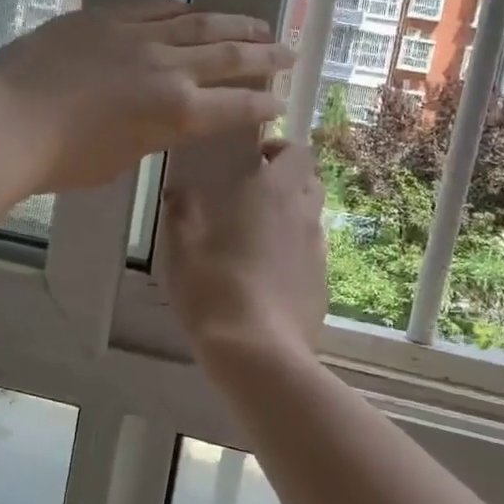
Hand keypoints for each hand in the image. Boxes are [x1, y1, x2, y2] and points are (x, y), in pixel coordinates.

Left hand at [0, 2, 293, 192]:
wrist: (7, 120)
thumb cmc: (64, 160)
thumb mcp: (122, 159)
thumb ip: (153, 135)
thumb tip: (163, 120)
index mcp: (177, 113)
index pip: (236, 106)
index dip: (262, 105)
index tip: (279, 102)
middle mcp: (169, 69)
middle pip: (230, 56)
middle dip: (266, 55)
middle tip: (289, 52)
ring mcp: (138, 36)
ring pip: (200, 23)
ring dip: (235, 24)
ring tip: (259, 24)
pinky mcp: (107, 17)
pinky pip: (156, 7)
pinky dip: (183, 11)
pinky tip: (195, 11)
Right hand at [161, 140, 327, 359]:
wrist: (258, 352)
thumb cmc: (214, 290)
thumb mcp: (181, 250)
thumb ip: (182, 212)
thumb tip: (179, 191)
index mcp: (273, 194)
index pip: (298, 151)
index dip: (280, 150)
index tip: (253, 161)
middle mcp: (304, 215)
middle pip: (310, 182)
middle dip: (288, 181)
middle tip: (254, 197)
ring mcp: (318, 252)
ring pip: (312, 219)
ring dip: (291, 218)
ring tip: (258, 240)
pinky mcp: (323, 285)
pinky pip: (311, 255)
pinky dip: (295, 254)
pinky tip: (269, 277)